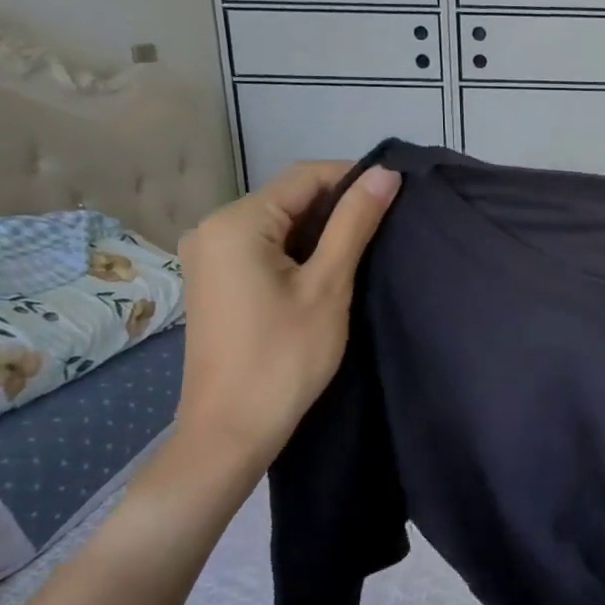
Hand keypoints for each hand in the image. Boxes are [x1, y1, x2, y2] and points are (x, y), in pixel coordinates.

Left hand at [172, 161, 400, 473]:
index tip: (396, 195)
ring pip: (279, 224)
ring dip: (321, 231)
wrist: (231, 431)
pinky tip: (327, 271)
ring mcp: (208, 256)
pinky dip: (298, 251)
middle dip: (338, 207)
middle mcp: (212, 228)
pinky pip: (263, 248)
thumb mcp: (328, 285)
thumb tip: (385, 173)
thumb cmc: (284, 357)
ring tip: (364, 250)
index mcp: (236, 222)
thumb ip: (355, 224)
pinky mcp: (215, 280)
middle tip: (386, 229)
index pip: (305, 177)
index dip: (354, 179)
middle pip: (289, 198)